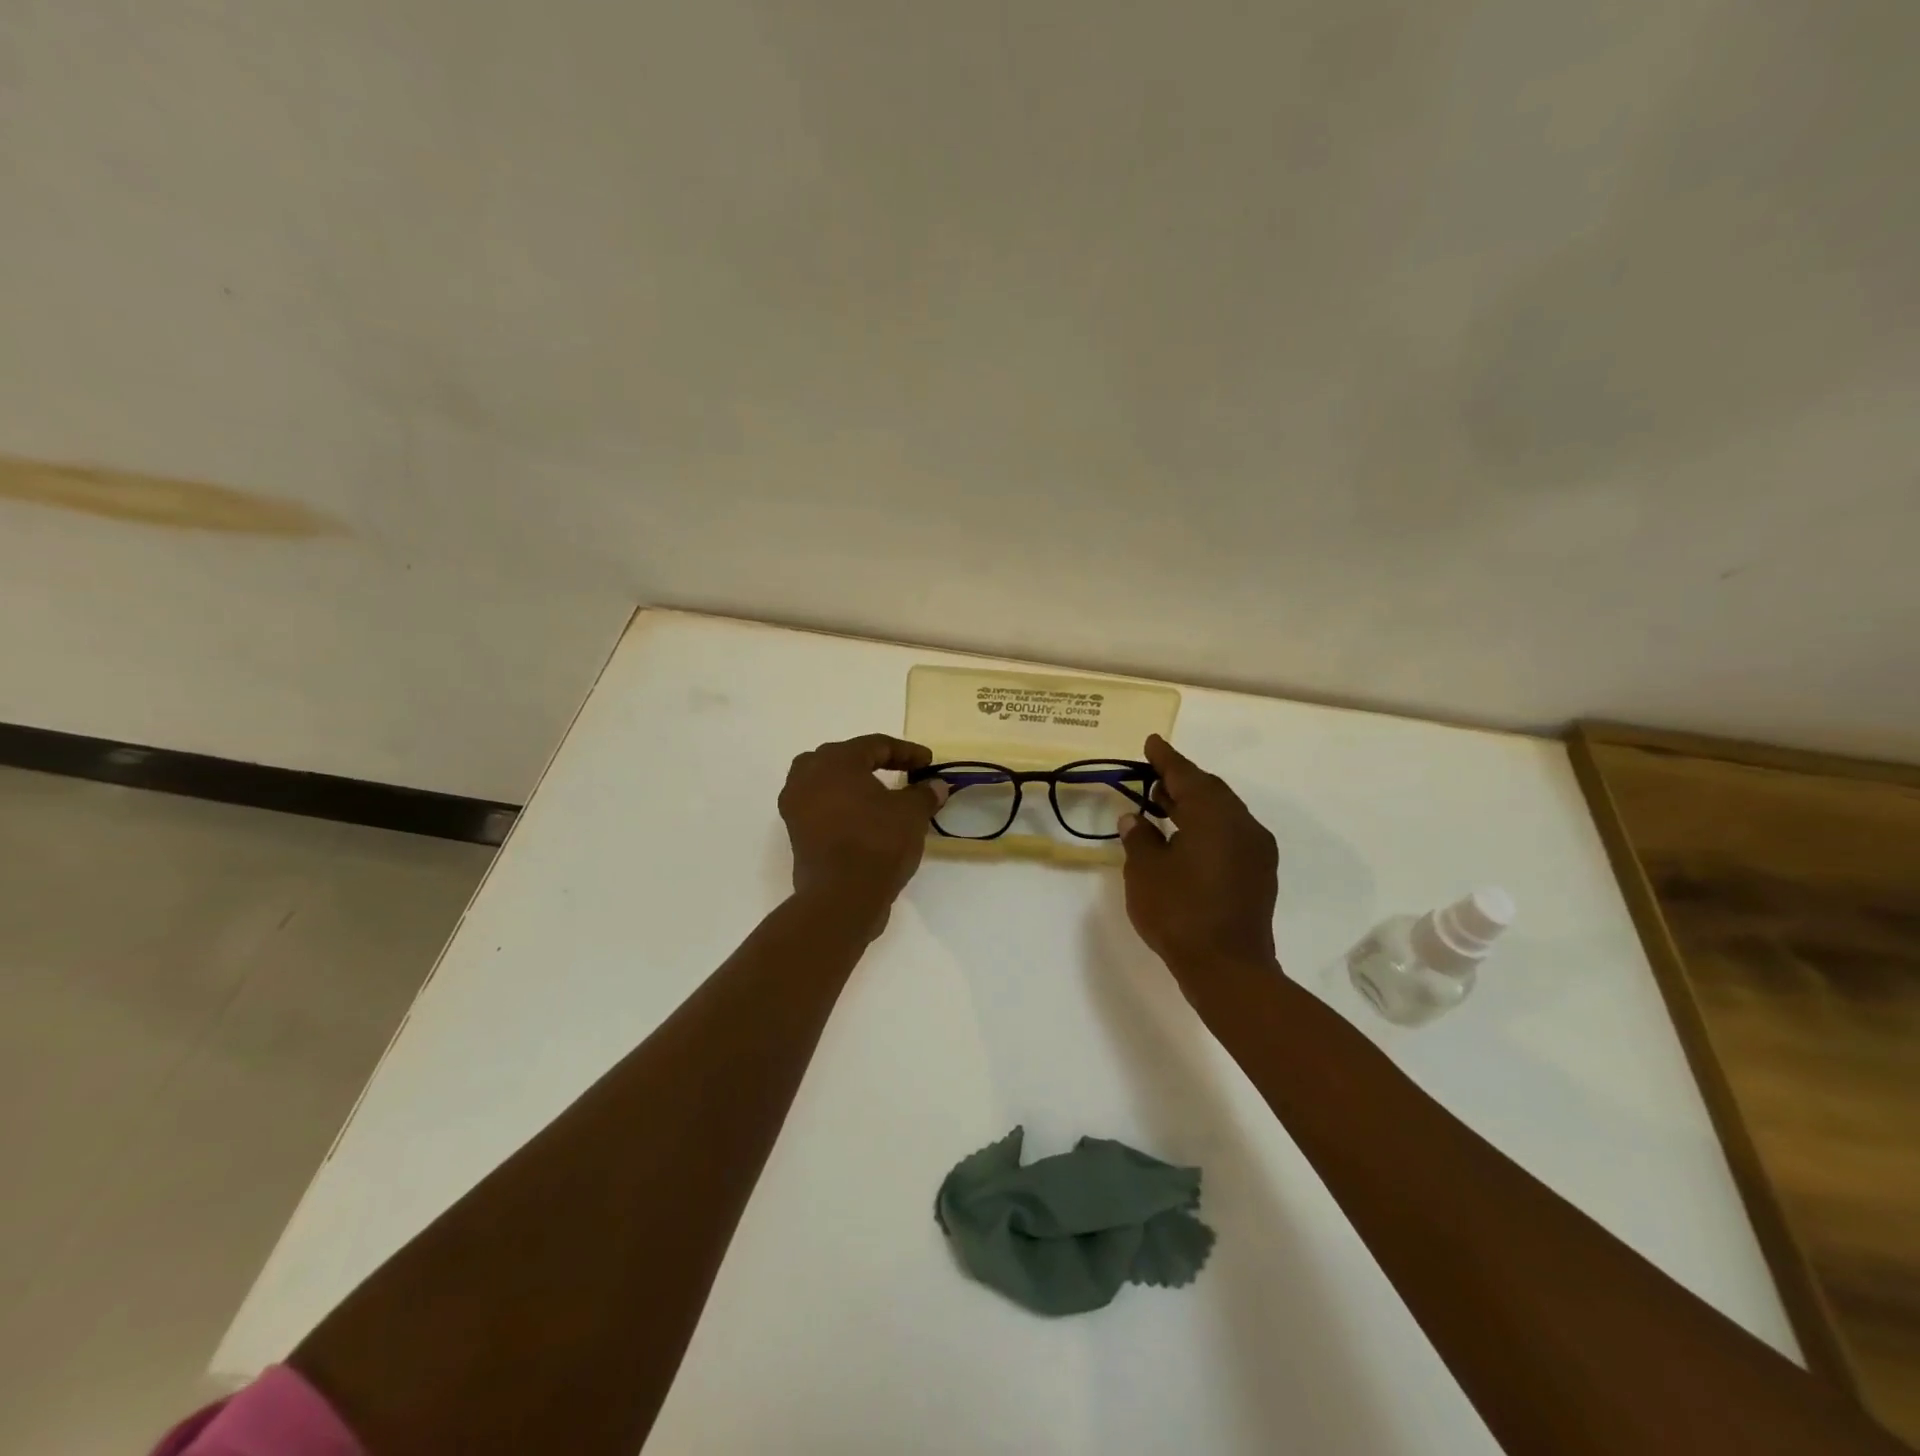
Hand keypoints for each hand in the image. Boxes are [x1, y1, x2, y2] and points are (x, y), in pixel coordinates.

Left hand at [779, 735, 947, 920]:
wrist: (842, 896)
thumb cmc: (878, 843)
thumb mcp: (911, 814)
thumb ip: (924, 794)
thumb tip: (936, 786)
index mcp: (836, 760)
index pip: (875, 745)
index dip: (906, 752)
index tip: (928, 763)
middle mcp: (808, 775)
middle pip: (844, 757)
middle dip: (874, 762)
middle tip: (900, 771)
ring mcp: (796, 804)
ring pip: (826, 781)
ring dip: (852, 783)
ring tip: (878, 794)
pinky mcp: (795, 832)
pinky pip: (820, 806)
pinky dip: (841, 806)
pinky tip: (863, 818)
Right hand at [1118, 735, 1279, 989]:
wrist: (1229, 969)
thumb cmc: (1179, 912)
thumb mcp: (1146, 871)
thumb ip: (1139, 837)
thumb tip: (1136, 818)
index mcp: (1214, 815)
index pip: (1186, 775)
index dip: (1165, 759)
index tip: (1151, 743)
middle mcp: (1242, 824)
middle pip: (1210, 790)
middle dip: (1181, 781)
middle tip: (1152, 777)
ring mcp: (1256, 850)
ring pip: (1223, 813)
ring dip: (1194, 805)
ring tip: (1163, 806)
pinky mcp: (1259, 873)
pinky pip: (1231, 834)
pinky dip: (1207, 827)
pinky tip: (1185, 839)